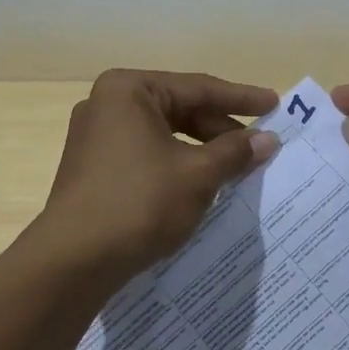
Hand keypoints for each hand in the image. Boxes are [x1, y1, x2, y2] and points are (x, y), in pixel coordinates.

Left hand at [35, 69, 279, 283]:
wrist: (73, 261)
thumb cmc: (139, 203)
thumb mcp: (197, 175)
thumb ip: (235, 152)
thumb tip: (268, 140)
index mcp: (129, 90)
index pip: (198, 88)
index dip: (241, 99)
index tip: (275, 105)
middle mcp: (107, 104)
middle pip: (179, 108)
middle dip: (221, 128)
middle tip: (260, 143)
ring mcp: (95, 136)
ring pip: (163, 134)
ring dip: (201, 149)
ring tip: (236, 167)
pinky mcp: (93, 167)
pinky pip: (146, 154)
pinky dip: (176, 164)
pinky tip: (201, 184)